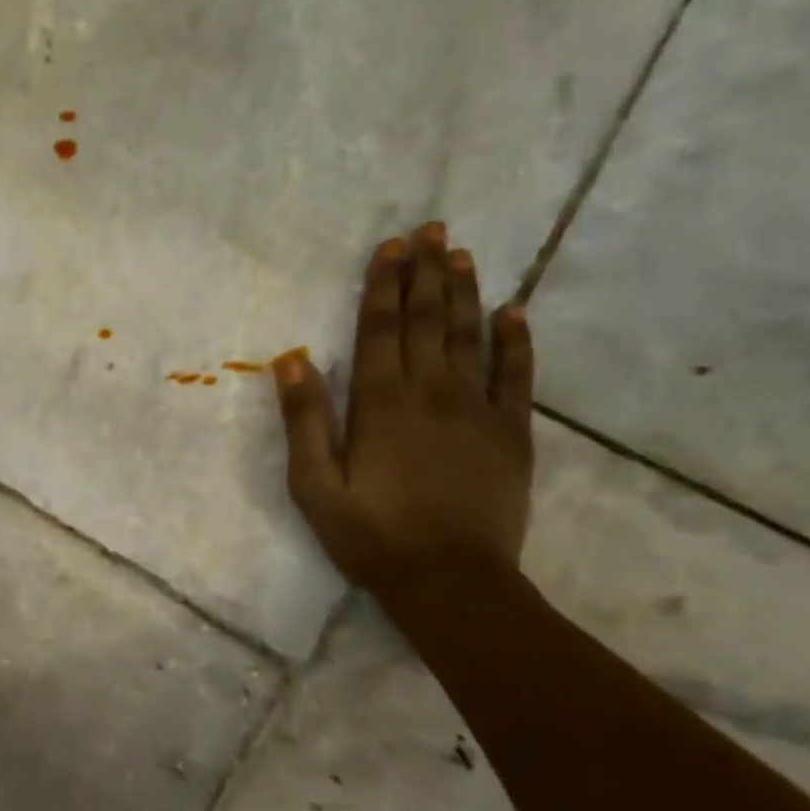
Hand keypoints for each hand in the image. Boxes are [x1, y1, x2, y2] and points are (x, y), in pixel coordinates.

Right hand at [275, 222, 535, 588]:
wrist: (449, 580)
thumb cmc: (370, 535)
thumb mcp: (314, 485)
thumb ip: (305, 420)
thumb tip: (292, 359)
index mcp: (380, 405)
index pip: (380, 330)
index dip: (383, 286)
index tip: (390, 247)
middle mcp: (431, 393)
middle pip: (427, 321)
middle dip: (426, 273)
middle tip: (431, 230)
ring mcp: (478, 410)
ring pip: (470, 337)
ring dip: (464, 293)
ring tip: (462, 254)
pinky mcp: (512, 433)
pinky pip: (517, 375)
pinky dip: (516, 341)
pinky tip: (513, 312)